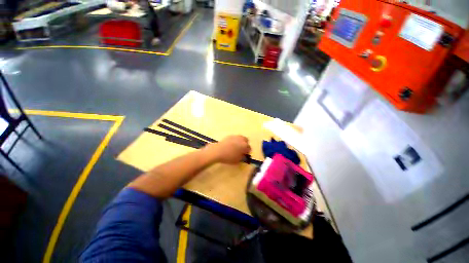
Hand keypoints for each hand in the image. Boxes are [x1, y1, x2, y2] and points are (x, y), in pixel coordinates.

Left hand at [204, 135, 250, 163]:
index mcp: (245, 146)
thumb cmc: (229, 157)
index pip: (249, 148)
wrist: (218, 151)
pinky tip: (230, 145)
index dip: (247, 152)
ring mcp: (235, 136)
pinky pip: (235, 138)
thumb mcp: (237, 160)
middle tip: (241, 150)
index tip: (244, 155)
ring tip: (236, 147)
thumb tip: (243, 155)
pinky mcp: (230, 136)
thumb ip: (242, 157)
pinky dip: (234, 140)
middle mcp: (241, 139)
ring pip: (241, 138)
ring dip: (240, 142)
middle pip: (246, 141)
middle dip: (245, 145)